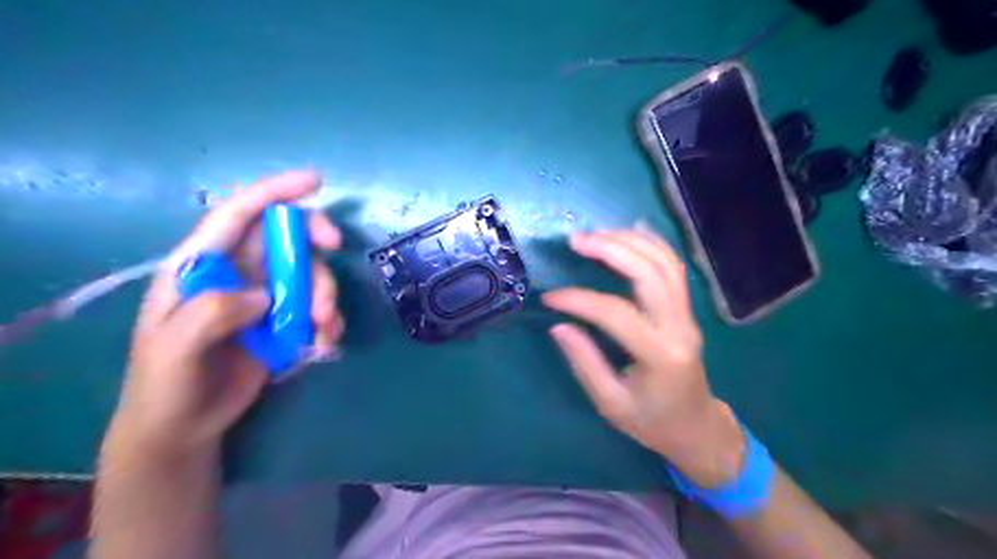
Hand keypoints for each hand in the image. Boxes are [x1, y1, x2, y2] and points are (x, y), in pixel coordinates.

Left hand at [107, 171, 342, 457]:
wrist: (183, 427)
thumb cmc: (165, 384)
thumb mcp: (174, 350)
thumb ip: (210, 313)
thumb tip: (264, 295)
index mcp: (202, 266)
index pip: (238, 214)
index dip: (275, 192)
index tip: (315, 181)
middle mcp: (238, 274)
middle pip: (285, 239)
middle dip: (314, 241)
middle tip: (335, 249)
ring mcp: (265, 298)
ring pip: (309, 275)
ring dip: (325, 294)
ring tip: (323, 327)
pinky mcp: (285, 322)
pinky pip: (317, 308)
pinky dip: (329, 321)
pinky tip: (324, 342)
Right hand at [541, 229, 742, 487]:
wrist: (696, 428)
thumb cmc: (652, 422)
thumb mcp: (611, 404)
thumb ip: (585, 363)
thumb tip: (559, 325)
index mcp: (660, 356)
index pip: (615, 313)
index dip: (579, 300)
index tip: (549, 297)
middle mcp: (679, 327)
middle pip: (650, 273)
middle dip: (611, 249)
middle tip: (575, 240)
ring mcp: (688, 315)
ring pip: (665, 262)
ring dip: (630, 240)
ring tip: (595, 234)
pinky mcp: (686, 310)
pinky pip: (673, 267)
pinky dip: (652, 244)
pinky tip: (628, 233)